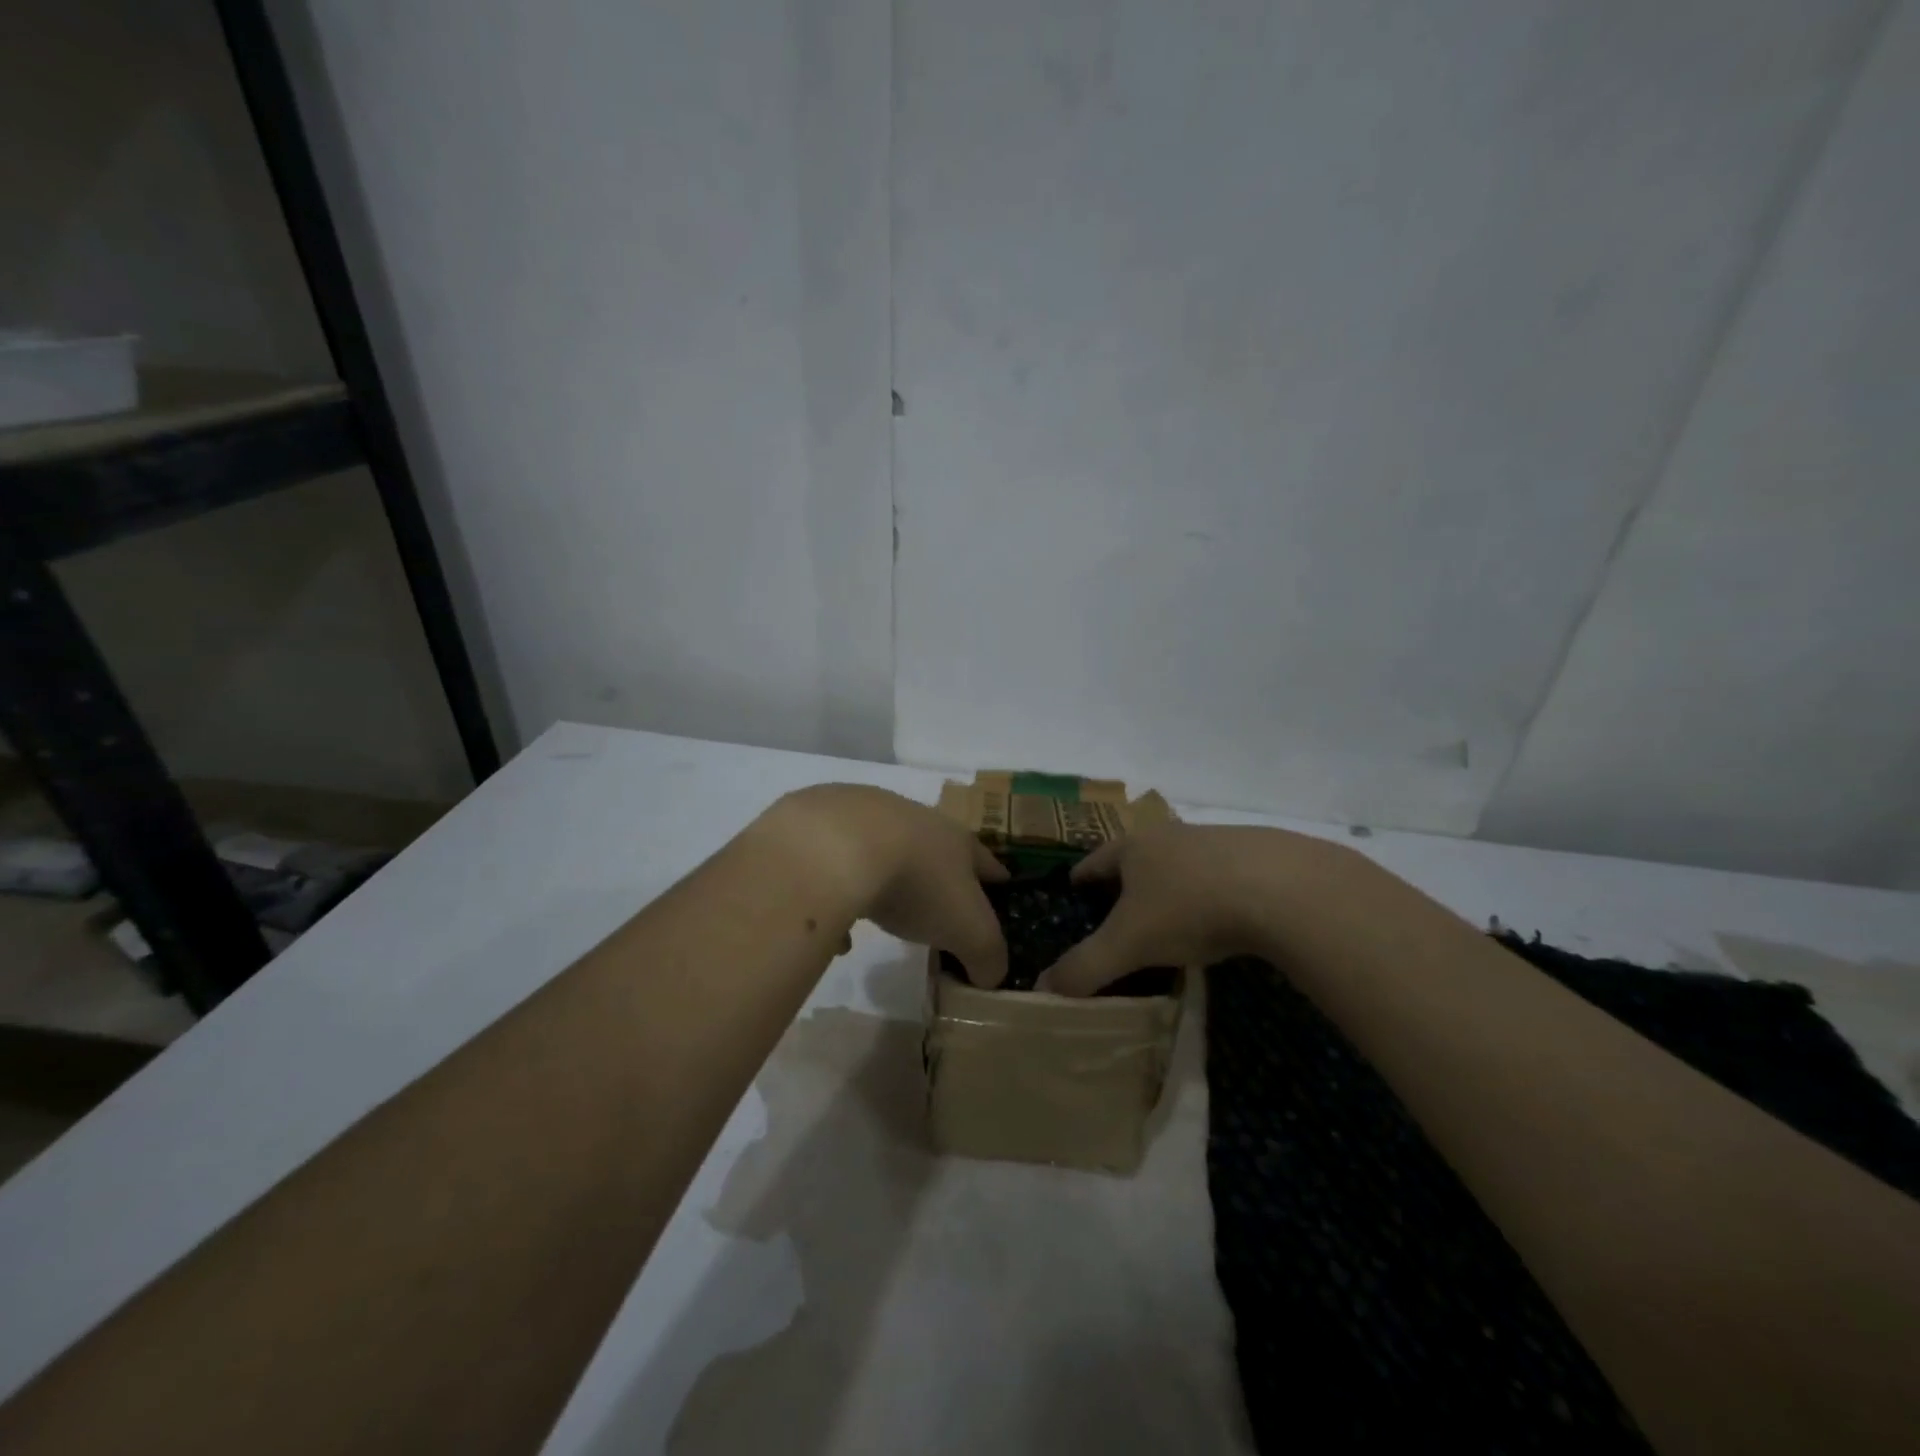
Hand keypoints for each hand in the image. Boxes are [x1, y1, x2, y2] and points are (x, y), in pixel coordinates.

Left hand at [769, 785, 1009, 987]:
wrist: (837, 847)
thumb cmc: (917, 884)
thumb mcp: (968, 931)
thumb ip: (986, 957)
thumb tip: (990, 976)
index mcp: (955, 840)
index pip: (985, 860)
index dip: (995, 878)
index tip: (1001, 888)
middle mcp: (914, 819)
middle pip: (933, 848)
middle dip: (936, 875)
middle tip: (938, 904)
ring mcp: (864, 817)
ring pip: (881, 852)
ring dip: (884, 881)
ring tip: (879, 915)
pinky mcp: (820, 825)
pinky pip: (836, 866)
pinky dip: (838, 894)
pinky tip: (834, 928)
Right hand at [1041, 823, 1371, 995]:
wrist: (1282, 887)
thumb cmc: (1190, 908)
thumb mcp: (1129, 944)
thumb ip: (1085, 968)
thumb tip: (1041, 992)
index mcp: (1133, 847)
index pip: (1094, 860)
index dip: (1081, 878)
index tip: (1073, 891)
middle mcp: (1169, 835)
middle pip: (1137, 858)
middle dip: (1126, 882)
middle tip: (1118, 911)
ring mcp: (1215, 840)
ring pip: (1180, 864)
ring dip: (1171, 885)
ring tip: (1169, 917)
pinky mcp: (1256, 855)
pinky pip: (1220, 875)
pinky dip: (1211, 893)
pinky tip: (1221, 917)